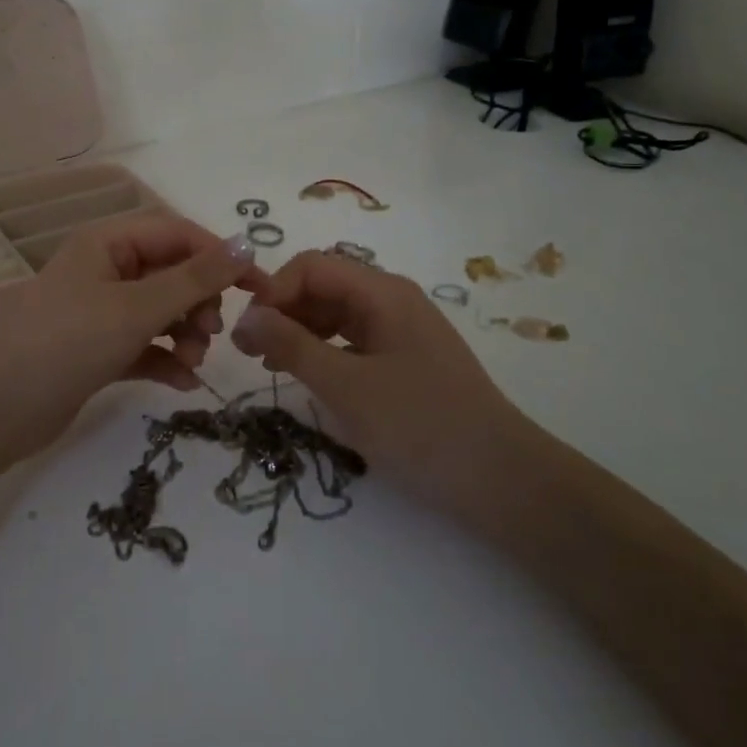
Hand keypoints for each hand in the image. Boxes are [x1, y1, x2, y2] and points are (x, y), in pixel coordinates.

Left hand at [0, 213, 264, 446]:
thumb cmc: (67, 343)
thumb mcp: (136, 308)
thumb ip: (195, 279)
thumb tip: (247, 244)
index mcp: (107, 243)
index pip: (177, 234)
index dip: (219, 256)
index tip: (258, 287)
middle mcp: (104, 270)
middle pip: (171, 273)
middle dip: (199, 301)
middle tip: (212, 331)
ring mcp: (99, 312)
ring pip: (161, 311)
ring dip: (186, 333)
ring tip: (193, 360)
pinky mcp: (97, 350)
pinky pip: (145, 345)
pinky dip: (166, 359)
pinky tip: (182, 383)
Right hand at [231, 252, 523, 494]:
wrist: (501, 480)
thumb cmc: (419, 425)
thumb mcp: (345, 386)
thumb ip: (291, 346)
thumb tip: (245, 317)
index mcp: (382, 292)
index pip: (311, 266)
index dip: (274, 291)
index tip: (248, 334)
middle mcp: (393, 299)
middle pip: (324, 285)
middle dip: (282, 310)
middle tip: (249, 353)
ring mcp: (403, 329)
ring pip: (337, 313)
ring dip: (299, 331)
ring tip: (272, 366)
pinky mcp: (407, 359)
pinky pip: (354, 339)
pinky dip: (324, 351)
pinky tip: (310, 377)